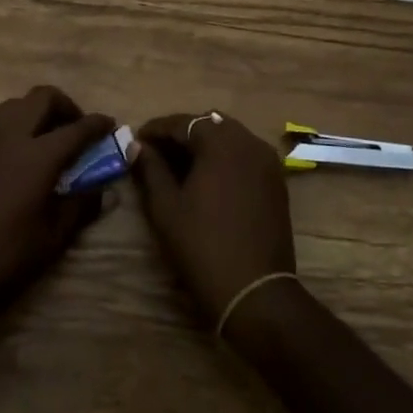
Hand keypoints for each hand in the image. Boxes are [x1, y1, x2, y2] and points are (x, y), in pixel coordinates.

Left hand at [0, 86, 114, 345]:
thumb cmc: (1, 262)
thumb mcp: (52, 238)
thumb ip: (81, 205)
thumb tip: (104, 189)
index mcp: (36, 157)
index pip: (77, 127)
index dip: (98, 125)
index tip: (110, 126)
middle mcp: (8, 136)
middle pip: (43, 97)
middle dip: (66, 107)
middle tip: (75, 131)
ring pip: (15, 105)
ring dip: (37, 114)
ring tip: (46, 143)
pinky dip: (13, 127)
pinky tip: (16, 158)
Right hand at [131, 113, 295, 327]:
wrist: (254, 290)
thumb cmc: (202, 245)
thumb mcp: (166, 207)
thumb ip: (151, 169)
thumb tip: (137, 146)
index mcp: (221, 142)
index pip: (182, 122)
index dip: (156, 129)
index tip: (136, 140)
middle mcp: (249, 141)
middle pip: (209, 124)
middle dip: (182, 134)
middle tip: (157, 153)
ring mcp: (267, 161)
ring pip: (230, 137)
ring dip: (205, 144)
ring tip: (180, 166)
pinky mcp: (276, 181)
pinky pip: (246, 155)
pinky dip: (225, 158)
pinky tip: (208, 178)